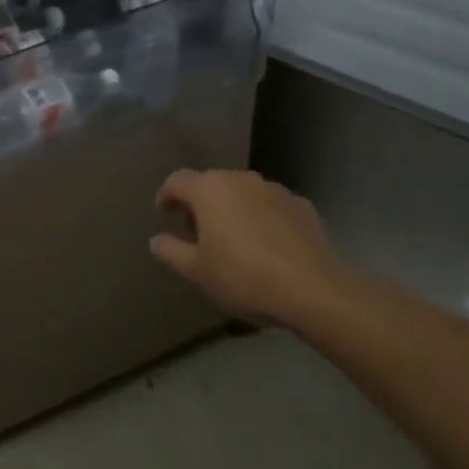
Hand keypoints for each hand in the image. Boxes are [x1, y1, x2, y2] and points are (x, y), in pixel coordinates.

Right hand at [151, 169, 347, 326]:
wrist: (312, 290)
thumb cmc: (242, 276)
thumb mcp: (196, 270)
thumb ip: (170, 251)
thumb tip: (156, 240)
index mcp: (209, 189)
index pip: (176, 181)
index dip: (166, 197)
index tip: (165, 217)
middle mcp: (239, 179)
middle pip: (210, 184)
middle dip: (200, 204)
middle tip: (198, 234)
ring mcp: (274, 189)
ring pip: (242, 193)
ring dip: (232, 209)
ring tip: (234, 240)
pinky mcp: (301, 205)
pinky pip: (270, 206)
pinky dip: (261, 218)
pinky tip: (267, 246)